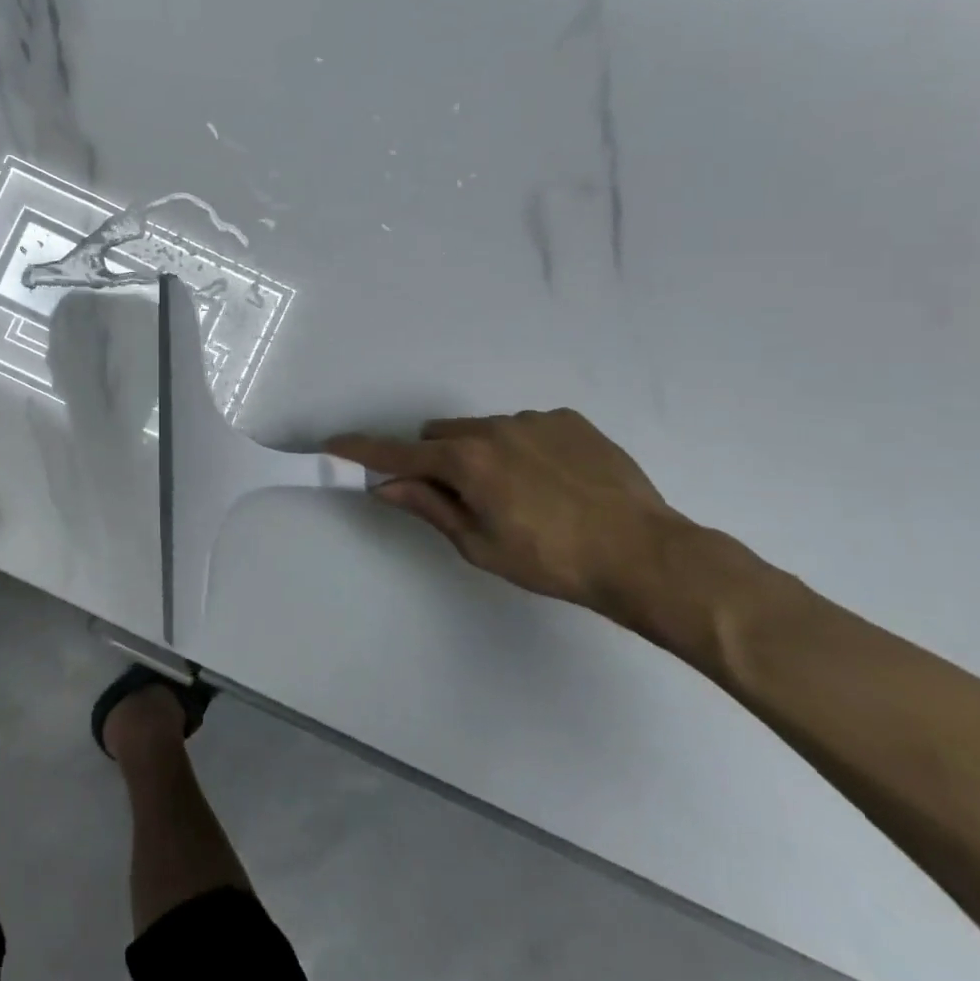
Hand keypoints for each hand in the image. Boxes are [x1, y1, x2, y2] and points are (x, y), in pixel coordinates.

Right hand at [327, 409, 687, 614]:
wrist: (646, 555)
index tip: (333, 444)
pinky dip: (522, 448)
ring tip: (522, 493)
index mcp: (465, 461)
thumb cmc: (552, 560)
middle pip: (439, 434)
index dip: (361, 450)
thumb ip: (429, 507)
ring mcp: (533, 420)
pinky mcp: (569, 420)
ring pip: (482, 429)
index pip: (398, 453)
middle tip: (462, 497)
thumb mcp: (480, 545)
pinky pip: (525, 427)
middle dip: (436, 458)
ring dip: (481, 453)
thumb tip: (384, 487)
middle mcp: (492, 428)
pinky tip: (555, 482)